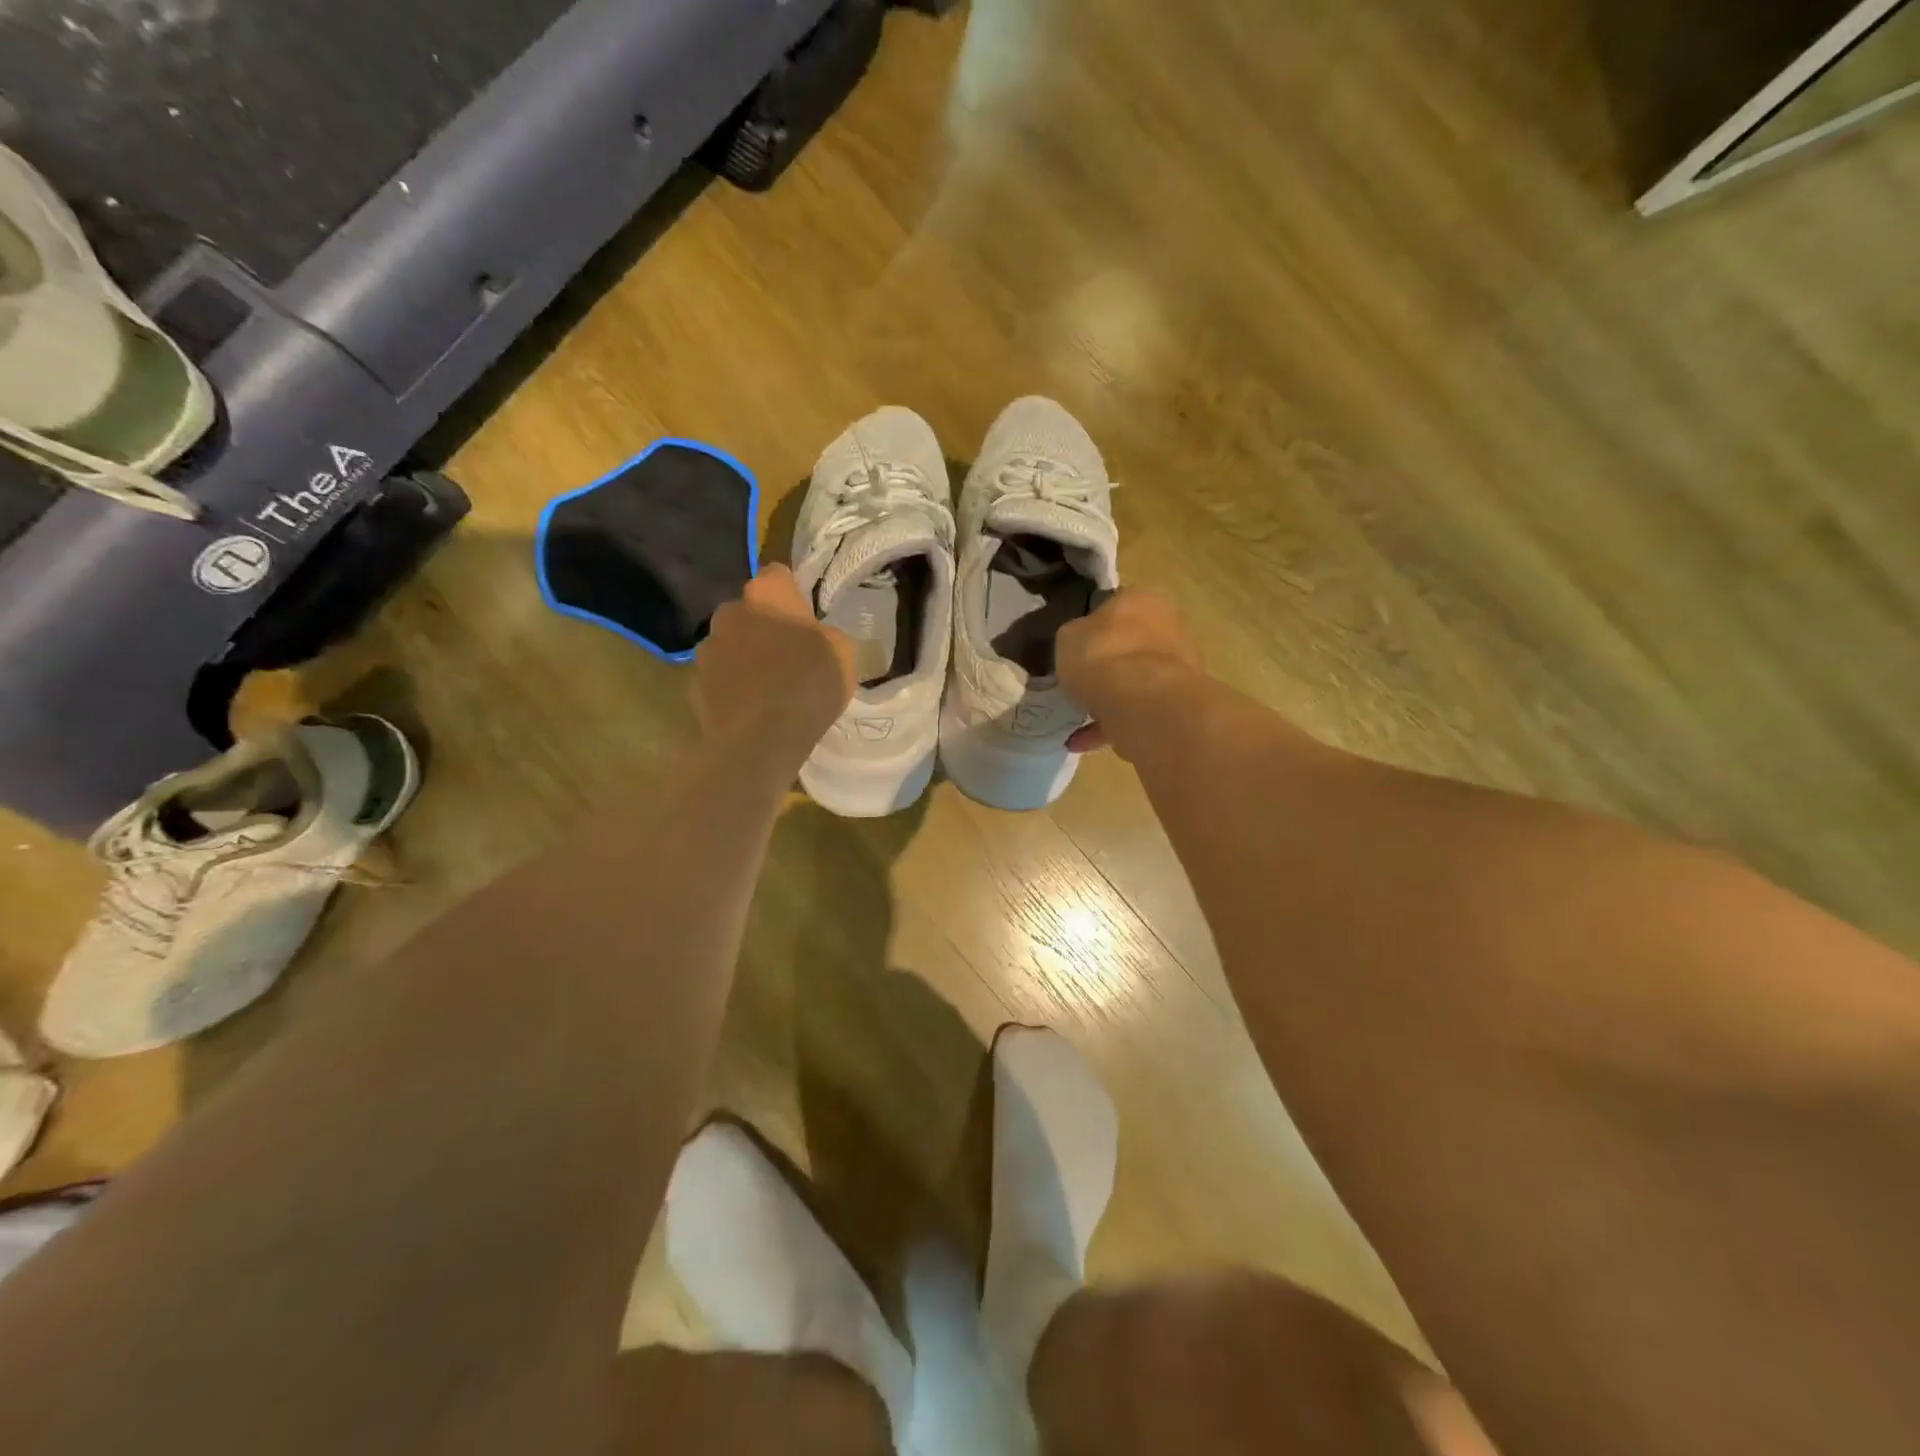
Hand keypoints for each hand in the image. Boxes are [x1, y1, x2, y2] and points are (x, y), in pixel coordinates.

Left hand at [696, 565, 855, 762]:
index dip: (793, 593)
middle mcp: (729, 612)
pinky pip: (719, 679)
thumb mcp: (843, 652)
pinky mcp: (694, 685)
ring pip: (730, 645)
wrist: (762, 739)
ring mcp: (706, 649)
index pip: (778, 575)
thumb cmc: (809, 684)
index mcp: (766, 594)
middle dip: (764, 625)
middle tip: (789, 654)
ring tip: (768, 688)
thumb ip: (826, 634)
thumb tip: (814, 637)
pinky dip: (732, 688)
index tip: (805, 616)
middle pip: (749, 611)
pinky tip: (752, 710)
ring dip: (745, 657)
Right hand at [1058, 590, 1202, 755]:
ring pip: (1137, 681)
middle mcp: (1169, 627)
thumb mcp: (1068, 636)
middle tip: (1078, 682)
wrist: (1142, 703)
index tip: (1074, 647)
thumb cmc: (1102, 655)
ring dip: (1110, 699)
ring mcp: (1179, 669)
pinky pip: (1137, 712)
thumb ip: (1075, 637)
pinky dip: (1112, 725)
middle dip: (1107, 664)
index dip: (1092, 626)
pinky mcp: (1177, 705)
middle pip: (1131, 645)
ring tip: (1076, 719)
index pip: (1116, 605)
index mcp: (1144, 599)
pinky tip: (1081, 741)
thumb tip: (1079, 644)